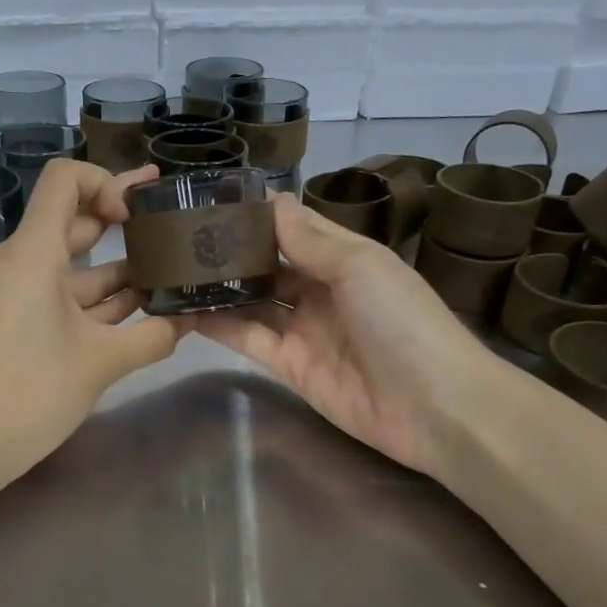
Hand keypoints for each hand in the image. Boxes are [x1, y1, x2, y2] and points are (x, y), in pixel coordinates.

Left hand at [0, 159, 179, 481]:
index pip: (64, 180)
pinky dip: (99, 301)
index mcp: (32, 253)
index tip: (138, 214)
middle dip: (124, 223)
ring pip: (75, 267)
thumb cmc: (29, 392)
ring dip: (119, 270)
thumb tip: (191, 320)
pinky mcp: (19, 321)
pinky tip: (143, 311)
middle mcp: (21, 261)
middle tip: (174, 225)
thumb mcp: (100, 363)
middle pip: (74, 222)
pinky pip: (64, 296)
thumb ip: (152, 336)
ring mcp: (18, 293)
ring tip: (172, 273)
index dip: (106, 182)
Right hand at [192, 194, 485, 475]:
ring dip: (219, 287)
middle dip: (231, 250)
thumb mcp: (361, 266)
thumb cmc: (403, 322)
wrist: (434, 408)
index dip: (257, 213)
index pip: (293, 227)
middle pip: (269, 264)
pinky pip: (249, 338)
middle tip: (178, 235)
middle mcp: (321, 290)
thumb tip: (270, 202)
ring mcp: (304, 330)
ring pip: (253, 300)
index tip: (210, 198)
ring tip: (172, 268)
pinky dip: (219, 325)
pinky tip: (184, 310)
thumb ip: (310, 239)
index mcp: (345, 258)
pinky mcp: (289, 367)